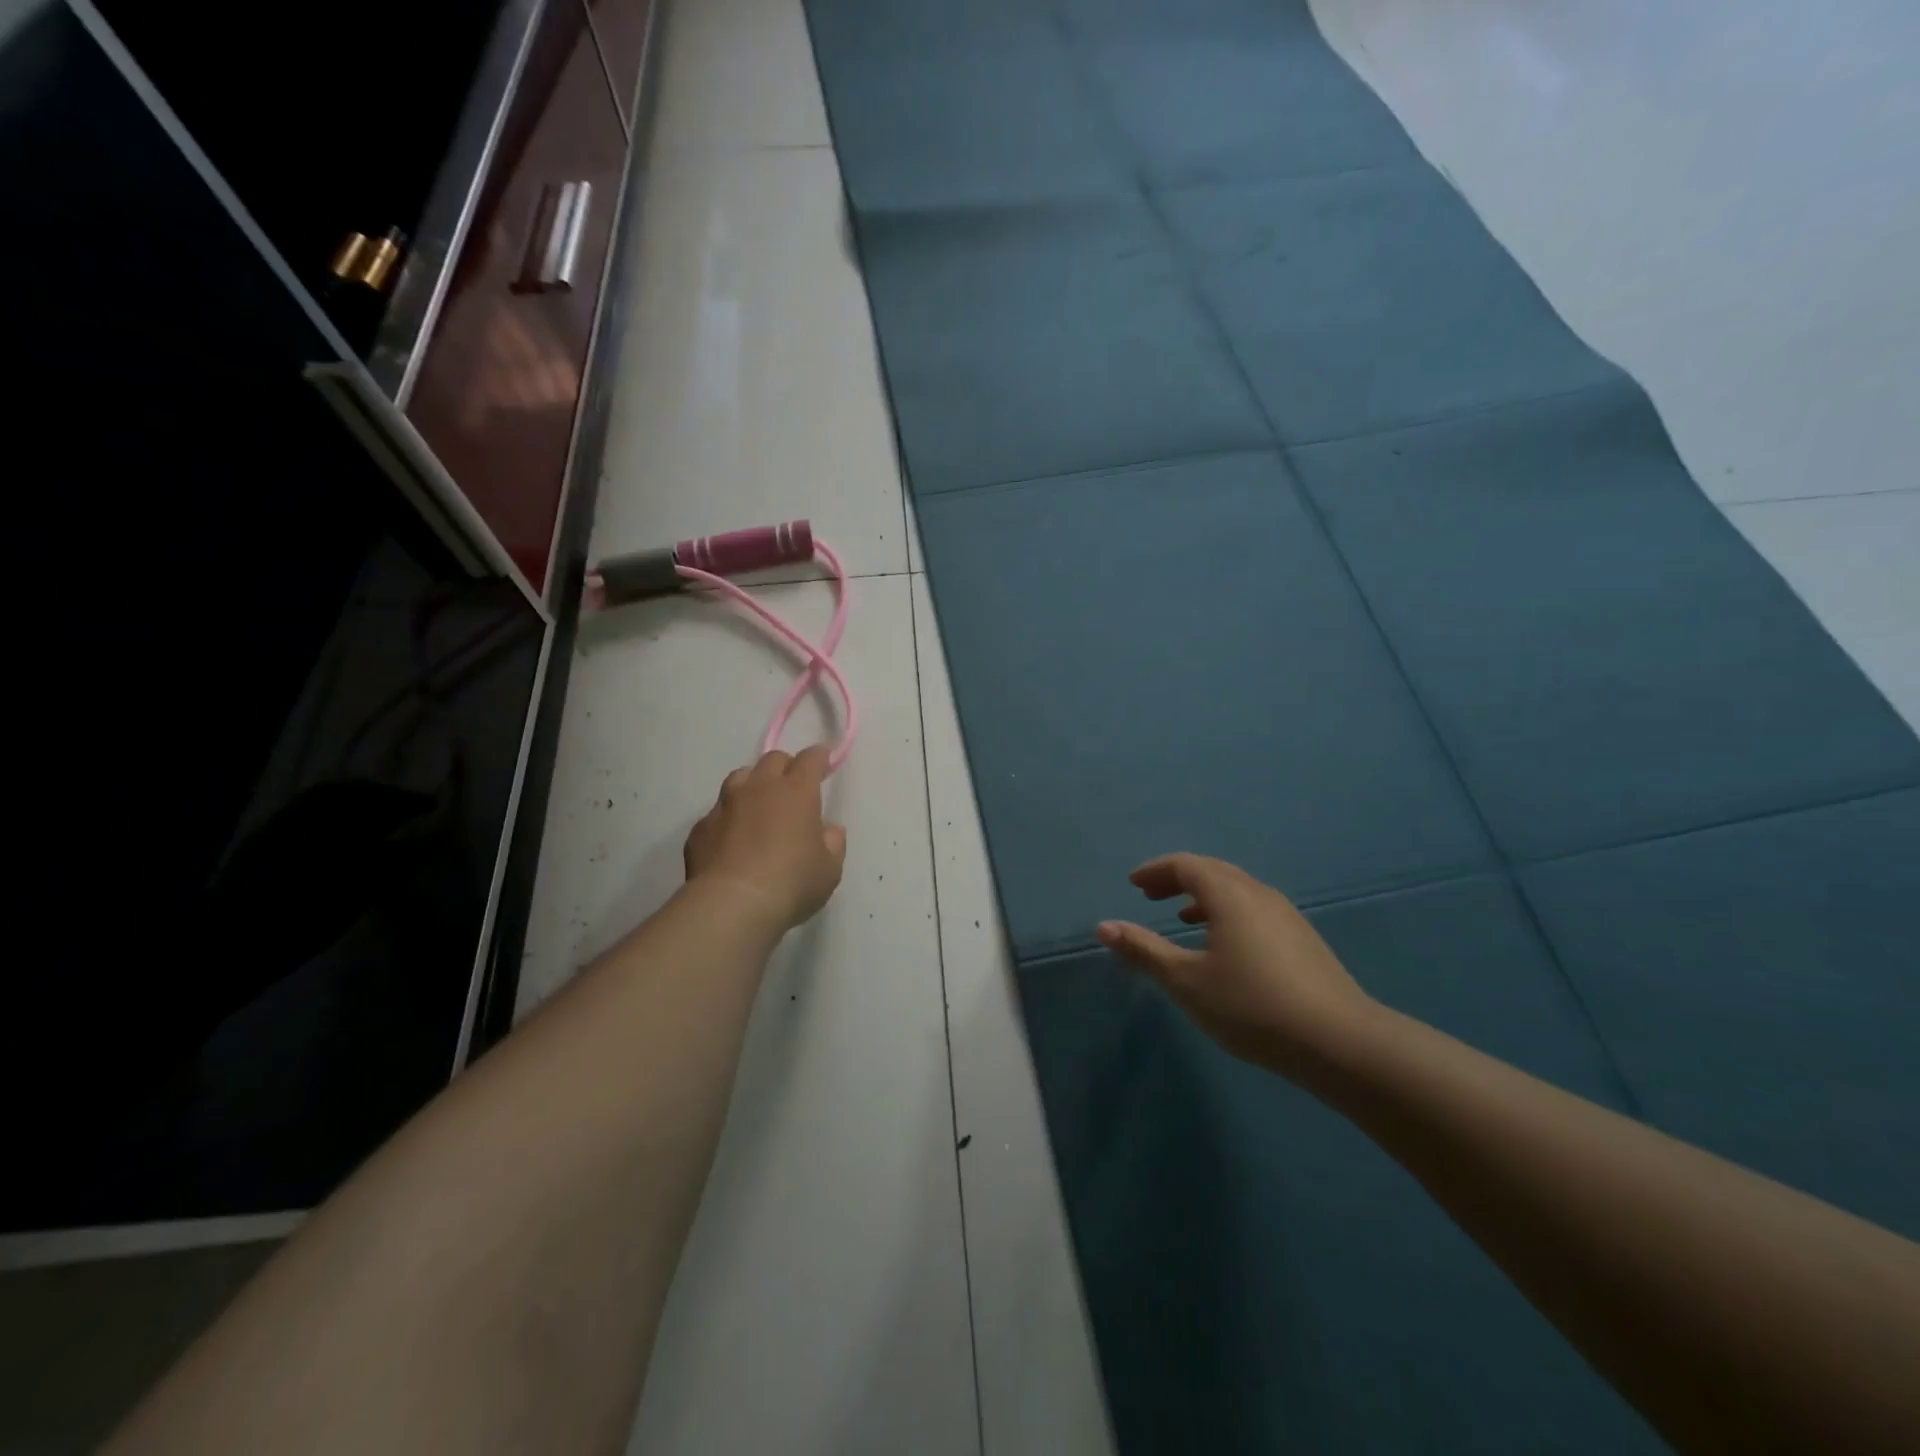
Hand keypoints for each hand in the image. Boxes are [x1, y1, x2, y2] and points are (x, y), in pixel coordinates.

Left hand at [684, 747, 846, 931]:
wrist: (732, 905)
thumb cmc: (792, 883)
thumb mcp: (829, 869)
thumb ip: (833, 844)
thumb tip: (829, 830)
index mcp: (796, 792)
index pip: (810, 759)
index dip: (818, 757)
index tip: (823, 761)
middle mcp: (759, 788)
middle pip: (773, 760)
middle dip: (785, 767)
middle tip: (792, 786)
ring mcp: (725, 806)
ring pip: (740, 778)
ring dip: (753, 785)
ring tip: (758, 805)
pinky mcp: (701, 828)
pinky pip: (717, 813)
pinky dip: (728, 819)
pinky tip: (732, 840)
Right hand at [1097, 854, 1376, 1074]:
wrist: (1340, 1042)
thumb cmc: (1252, 1006)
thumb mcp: (1188, 981)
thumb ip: (1144, 951)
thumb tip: (1103, 926)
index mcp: (1229, 895)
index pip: (1186, 865)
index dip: (1155, 871)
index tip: (1133, 885)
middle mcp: (1258, 894)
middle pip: (1212, 871)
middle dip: (1177, 879)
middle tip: (1150, 895)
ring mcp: (1286, 915)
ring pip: (1236, 890)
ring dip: (1203, 896)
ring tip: (1181, 916)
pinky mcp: (1302, 939)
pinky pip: (1254, 908)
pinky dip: (1227, 912)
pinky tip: (1224, 945)